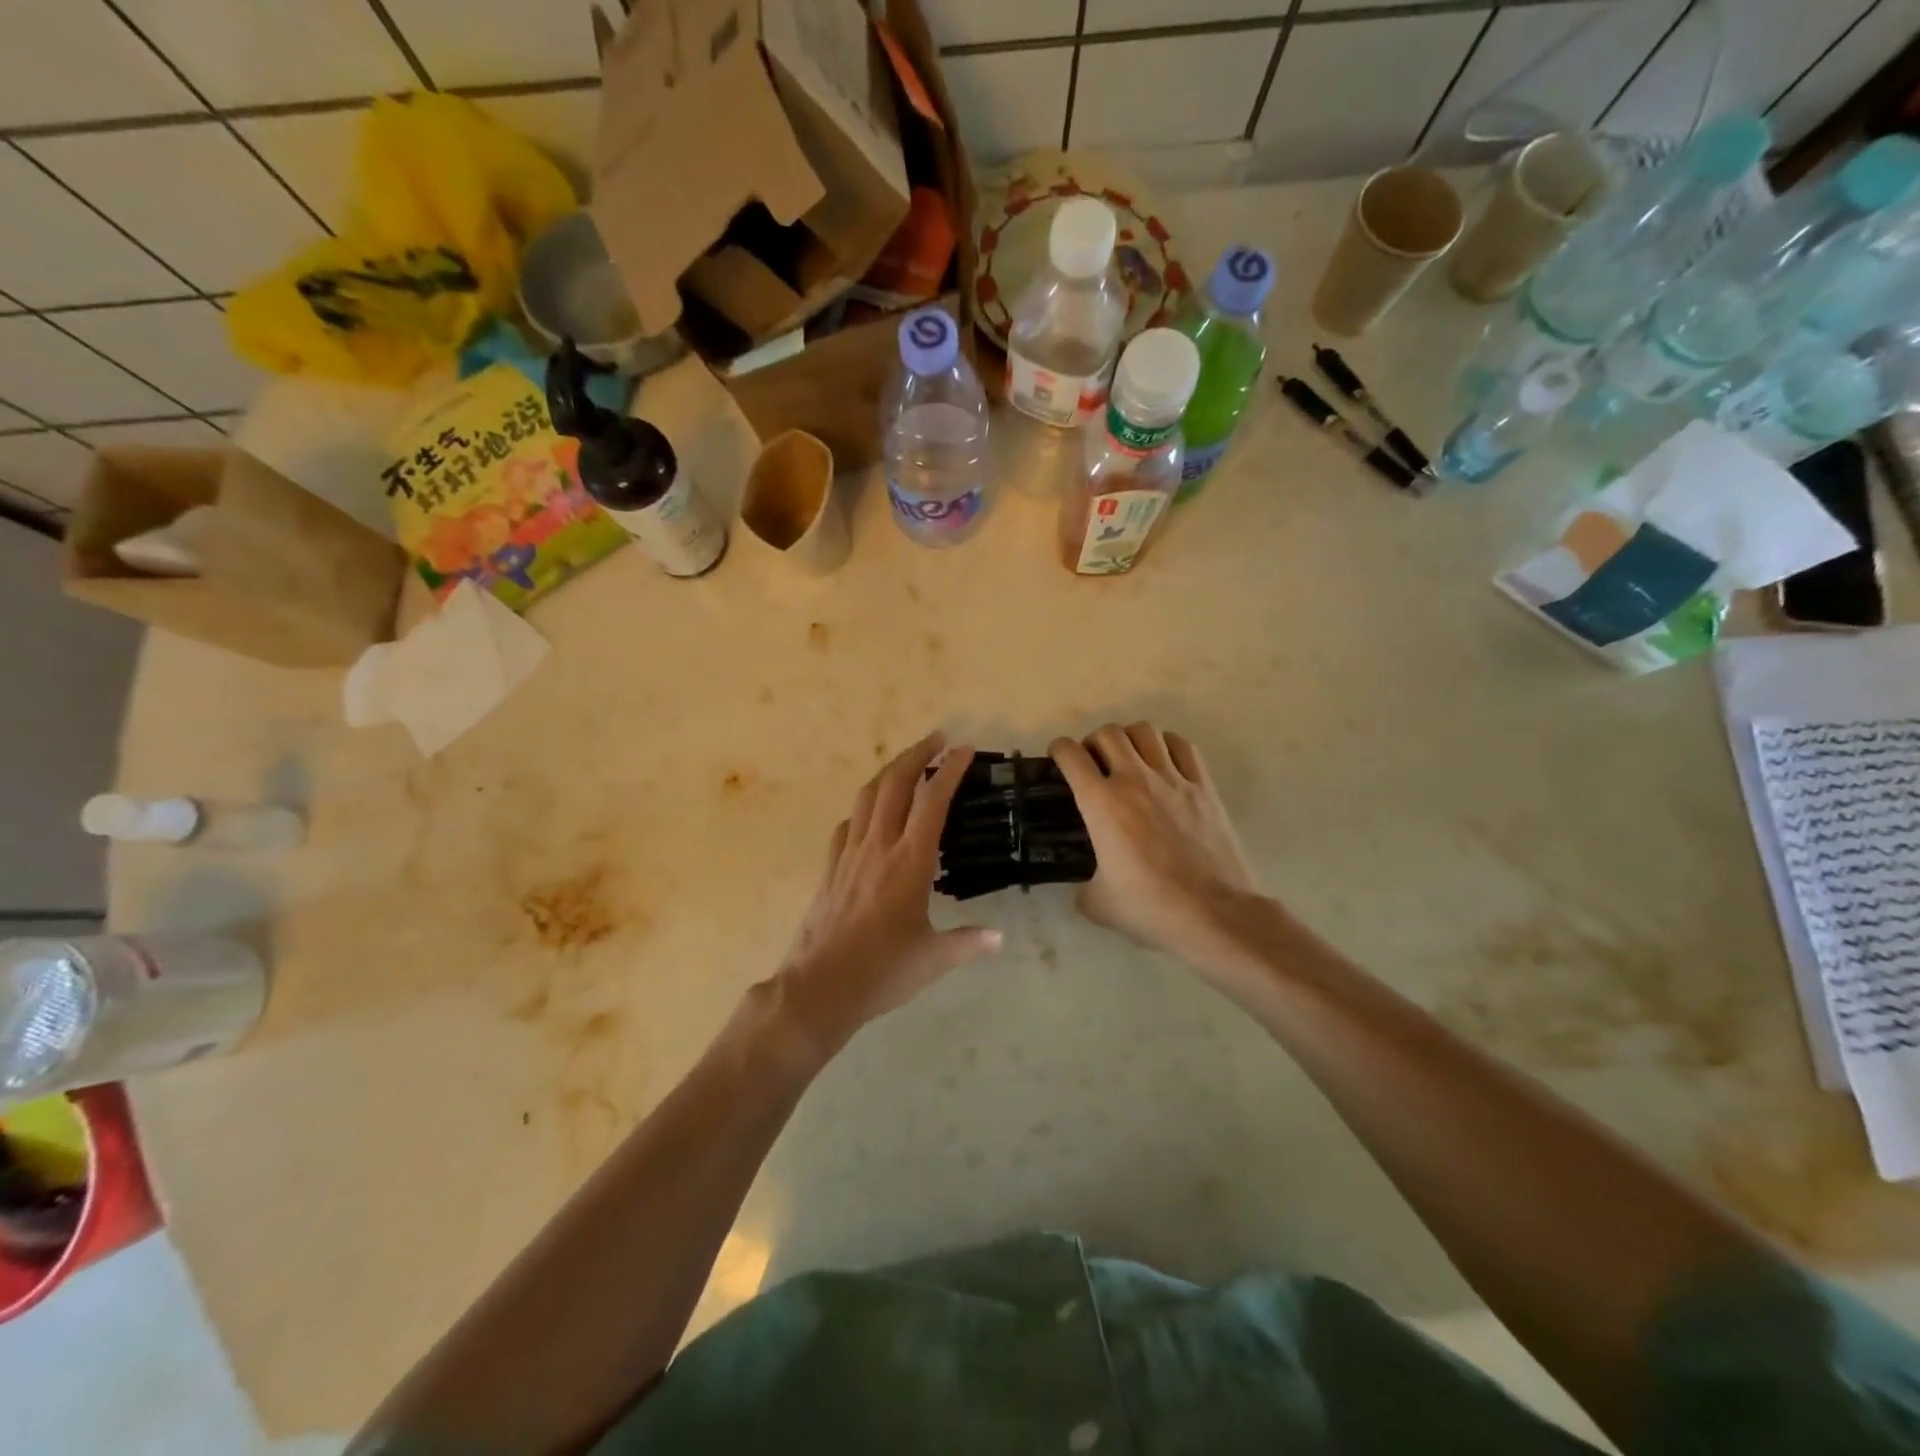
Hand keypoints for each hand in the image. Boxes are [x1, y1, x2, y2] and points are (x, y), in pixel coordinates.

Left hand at [776, 732, 1002, 1052]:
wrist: (819, 987)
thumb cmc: (882, 971)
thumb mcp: (934, 958)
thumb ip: (969, 942)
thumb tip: (1000, 937)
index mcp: (910, 861)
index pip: (932, 800)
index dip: (949, 770)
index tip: (963, 749)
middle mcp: (878, 846)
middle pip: (895, 783)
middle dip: (916, 754)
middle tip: (936, 739)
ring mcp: (849, 854)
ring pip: (867, 796)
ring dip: (888, 772)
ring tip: (906, 764)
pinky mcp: (830, 867)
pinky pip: (848, 824)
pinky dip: (863, 808)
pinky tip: (870, 816)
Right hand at [1050, 723, 1262, 970]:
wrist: (1215, 914)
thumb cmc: (1151, 907)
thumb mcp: (1098, 904)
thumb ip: (1081, 889)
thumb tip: (1082, 887)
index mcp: (1101, 803)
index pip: (1071, 755)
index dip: (1058, 750)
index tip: (1058, 758)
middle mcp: (1134, 779)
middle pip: (1108, 733)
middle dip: (1093, 742)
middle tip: (1093, 762)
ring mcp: (1173, 779)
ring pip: (1145, 730)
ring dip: (1130, 738)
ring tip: (1128, 757)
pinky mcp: (1204, 786)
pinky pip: (1183, 746)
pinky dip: (1167, 745)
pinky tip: (1164, 763)